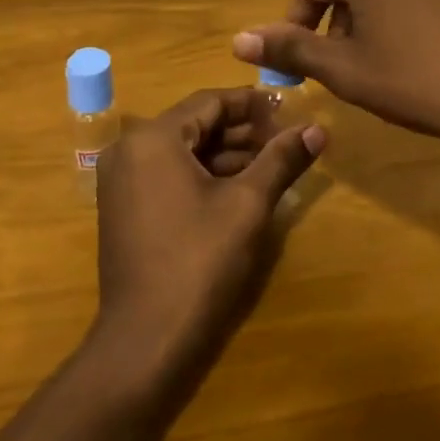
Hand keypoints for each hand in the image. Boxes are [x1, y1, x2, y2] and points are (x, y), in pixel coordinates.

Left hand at [91, 88, 324, 386]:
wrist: (147, 338)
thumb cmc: (199, 261)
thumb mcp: (247, 205)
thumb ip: (281, 159)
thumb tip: (317, 129)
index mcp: (153, 138)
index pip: (209, 101)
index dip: (252, 103)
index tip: (289, 108)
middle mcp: (129, 150)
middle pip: (195, 125)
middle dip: (243, 131)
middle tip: (287, 138)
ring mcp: (122, 180)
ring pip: (183, 152)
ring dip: (227, 155)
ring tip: (274, 163)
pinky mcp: (125, 208)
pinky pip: (169, 174)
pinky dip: (204, 175)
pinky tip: (242, 187)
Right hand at [231, 0, 439, 168]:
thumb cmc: (417, 81)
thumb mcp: (346, 70)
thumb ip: (291, 49)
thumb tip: (239, 40)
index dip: (296, 20)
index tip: (298, 59)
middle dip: (337, 21)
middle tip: (343, 68)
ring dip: (372, 18)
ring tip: (381, 65)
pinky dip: (408, 15)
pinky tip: (422, 56)